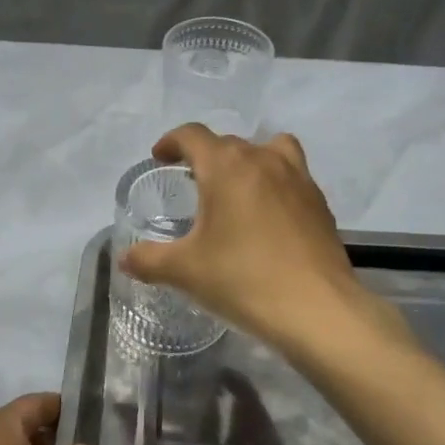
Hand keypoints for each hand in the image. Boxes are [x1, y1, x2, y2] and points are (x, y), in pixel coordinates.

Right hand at [116, 126, 408, 360]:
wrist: (317, 309)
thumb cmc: (243, 280)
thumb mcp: (185, 272)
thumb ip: (148, 260)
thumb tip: (125, 258)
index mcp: (226, 166)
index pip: (192, 135)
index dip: (171, 142)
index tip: (160, 157)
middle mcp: (263, 159)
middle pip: (228, 143)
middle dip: (205, 156)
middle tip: (191, 183)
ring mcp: (297, 178)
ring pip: (269, 149)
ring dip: (248, 159)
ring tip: (237, 188)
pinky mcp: (319, 202)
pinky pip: (292, 175)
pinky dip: (275, 183)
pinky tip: (267, 218)